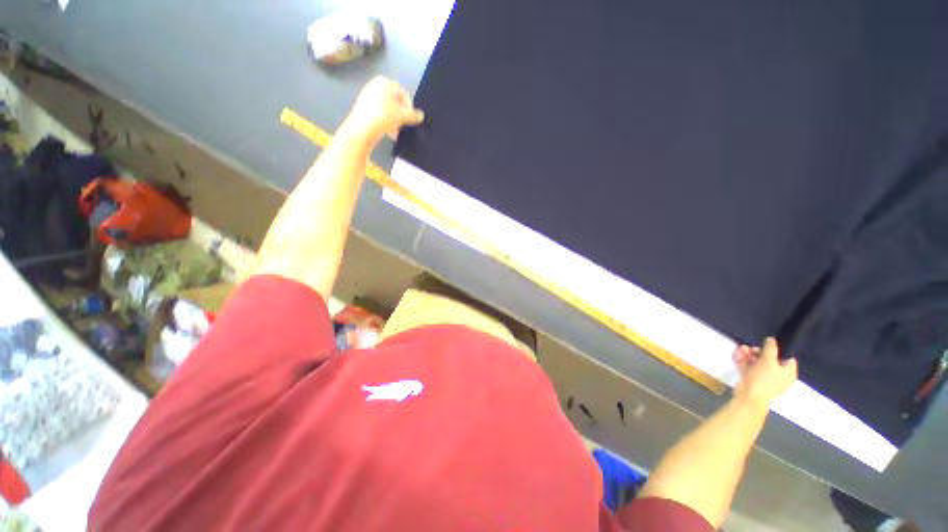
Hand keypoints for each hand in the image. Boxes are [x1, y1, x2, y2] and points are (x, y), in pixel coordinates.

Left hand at [341, 76, 423, 145]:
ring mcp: (366, 95)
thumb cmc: (385, 116)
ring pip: (386, 109)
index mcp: (385, 82)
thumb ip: (413, 115)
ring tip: (395, 132)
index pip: (403, 93)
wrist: (363, 127)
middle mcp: (375, 85)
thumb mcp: (403, 116)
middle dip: (400, 115)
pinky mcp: (362, 106)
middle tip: (403, 126)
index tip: (411, 119)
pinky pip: (378, 112)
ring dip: (393, 121)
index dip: (409, 107)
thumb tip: (421, 116)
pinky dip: (384, 121)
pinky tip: (387, 132)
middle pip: (394, 101)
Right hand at [733, 337, 796, 408]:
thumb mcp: (768, 360)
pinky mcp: (752, 380)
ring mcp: (764, 379)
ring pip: (757, 364)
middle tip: (750, 347)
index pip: (788, 360)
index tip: (767, 345)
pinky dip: (743, 361)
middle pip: (770, 361)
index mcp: (788, 373)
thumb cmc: (764, 378)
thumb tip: (771, 339)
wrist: (749, 395)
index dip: (778, 351)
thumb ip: (770, 348)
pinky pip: (749, 368)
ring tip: (741, 348)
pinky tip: (737, 354)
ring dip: (749, 355)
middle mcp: (778, 376)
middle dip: (758, 352)